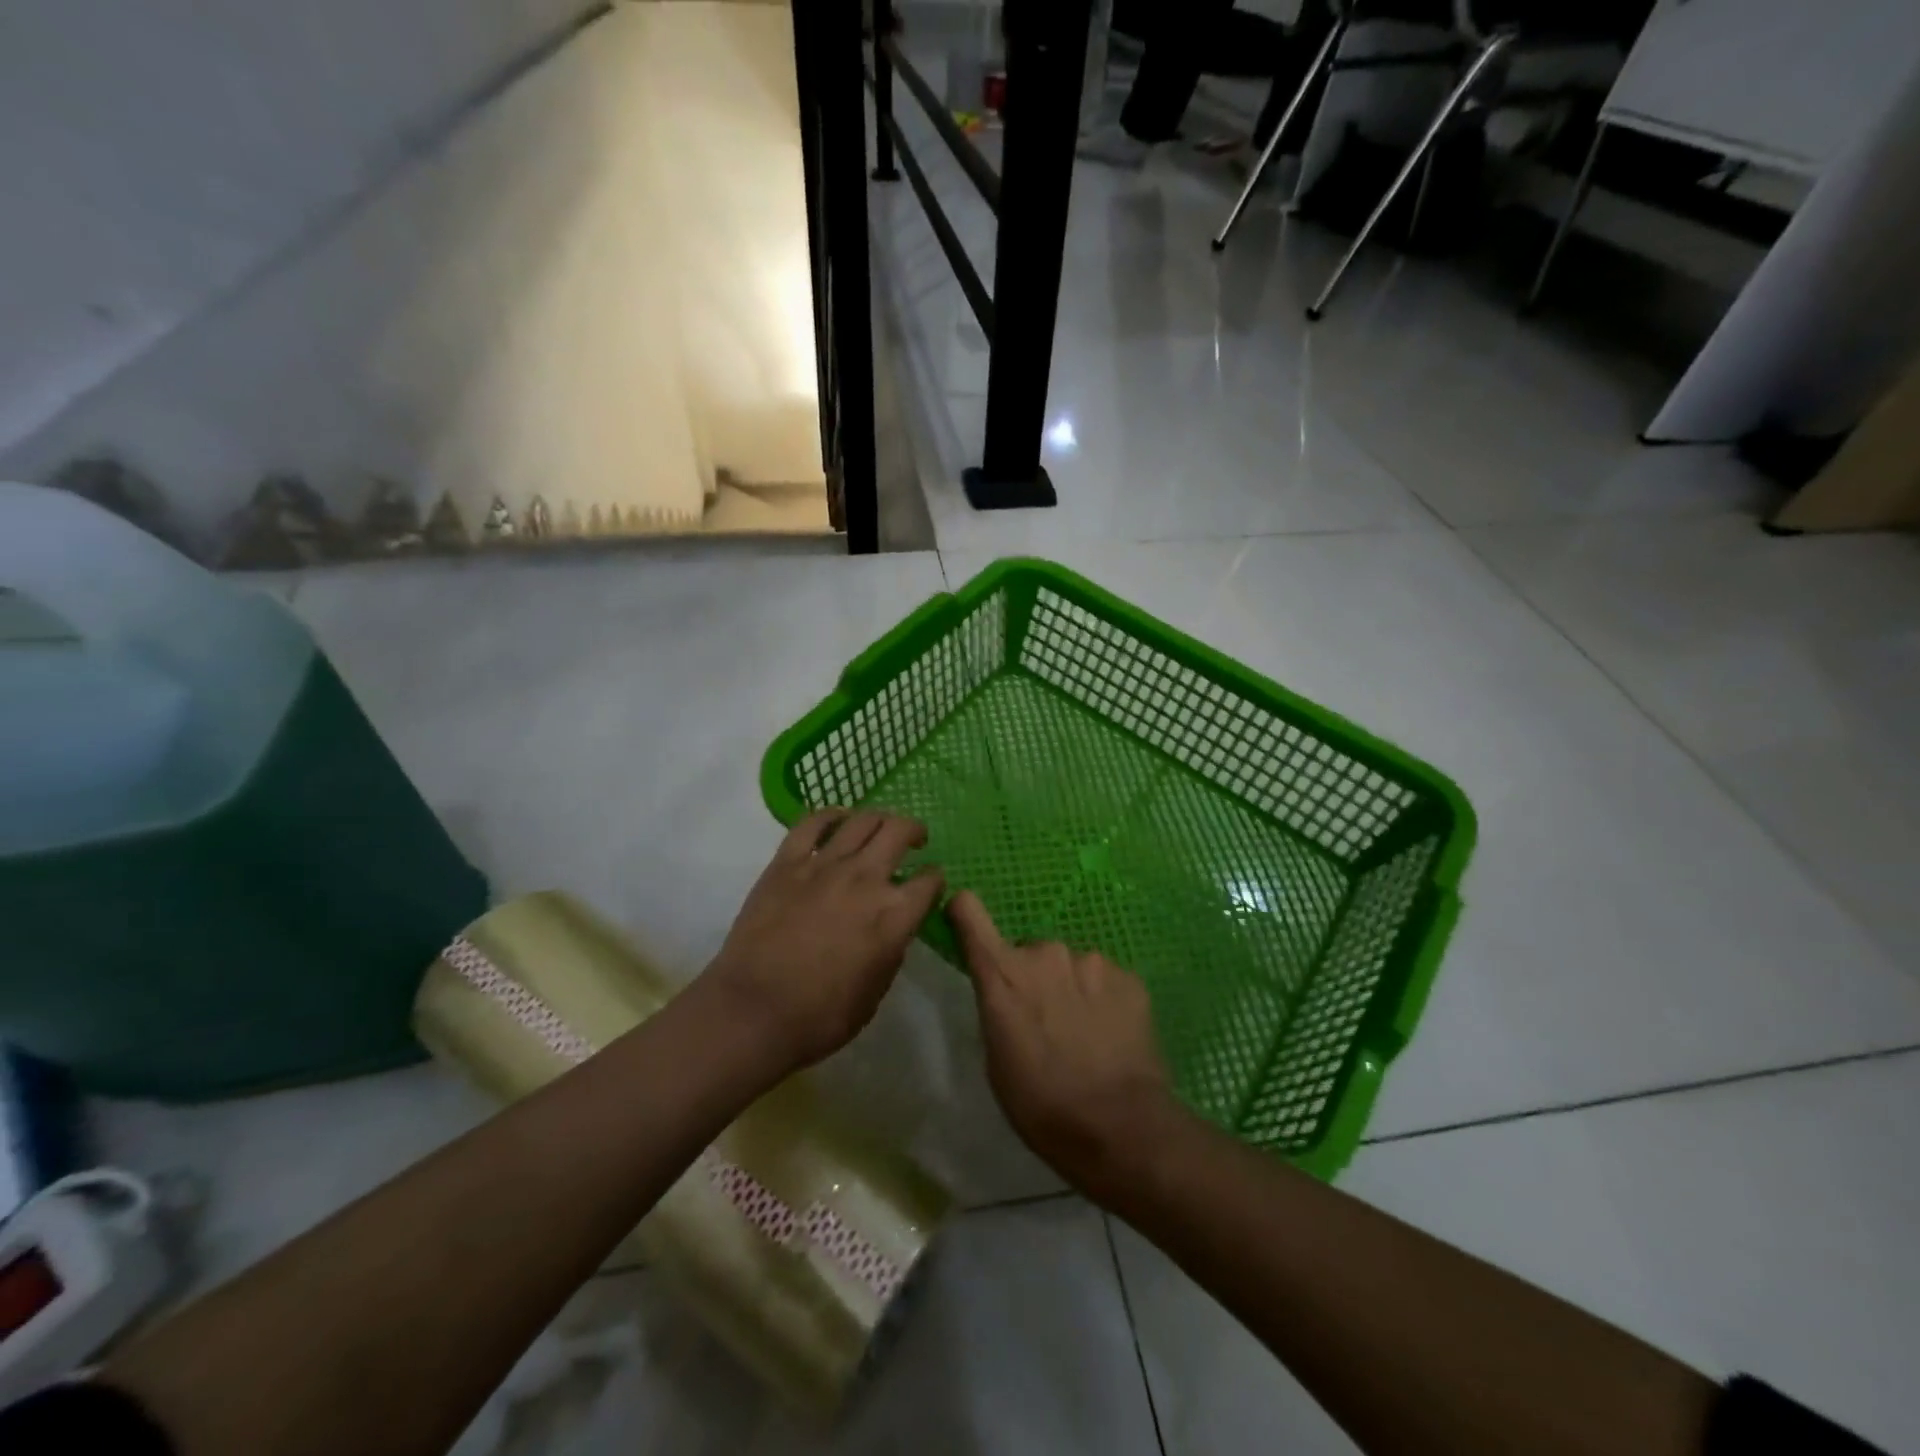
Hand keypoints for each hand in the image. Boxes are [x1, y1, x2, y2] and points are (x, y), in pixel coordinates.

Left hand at [703, 809, 943, 1073]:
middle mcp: (866, 878)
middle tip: (914, 839)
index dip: (935, 879)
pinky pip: (812, 823)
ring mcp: (824, 865)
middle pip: (900, 831)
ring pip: (862, 820)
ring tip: (880, 826)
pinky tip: (838, 819)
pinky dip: (831, 815)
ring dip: (880, 818)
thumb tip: (893, 928)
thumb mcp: (875, 993)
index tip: (930, 883)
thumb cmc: (820, 1017)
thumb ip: (891, 950)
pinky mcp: (787, 862)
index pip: (930, 881)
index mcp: (894, 915)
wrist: (753, 1011)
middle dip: (914, 831)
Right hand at [948, 891, 1180, 1200]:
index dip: (965, 912)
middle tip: (1045, 1021)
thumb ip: (996, 1008)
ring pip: (1070, 966)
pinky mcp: (1128, 976)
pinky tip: (1111, 1036)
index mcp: (1002, 974)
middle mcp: (1045, 953)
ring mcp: (1091, 960)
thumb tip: (1006, 994)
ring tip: (1084, 1034)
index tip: (966, 922)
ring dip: (1070, 988)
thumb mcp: (996, 1061)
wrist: (1120, 1126)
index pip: (970, 912)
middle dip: (1033, 977)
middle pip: (1029, 951)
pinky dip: (1103, 1000)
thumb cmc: (1041, 1105)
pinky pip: (1105, 979)